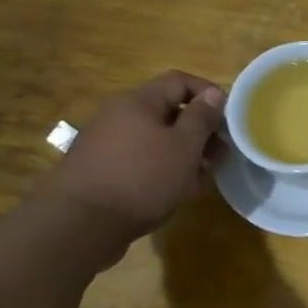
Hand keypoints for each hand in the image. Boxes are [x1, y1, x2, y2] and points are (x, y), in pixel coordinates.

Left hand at [38, 72, 227, 242]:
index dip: (208, 94)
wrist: (79, 226)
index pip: (179, 81)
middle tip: (220, 153)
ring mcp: (104, 143)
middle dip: (198, 128)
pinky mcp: (98, 170)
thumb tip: (213, 94)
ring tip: (201, 175)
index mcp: (137, 101)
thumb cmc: (142, 179)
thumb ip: (201, 117)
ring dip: (182, 151)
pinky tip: (173, 189)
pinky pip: (139, 158)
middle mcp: (117, 115)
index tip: (229, 118)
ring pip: (154, 137)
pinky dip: (160, 167)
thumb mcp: (184, 146)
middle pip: (167, 110)